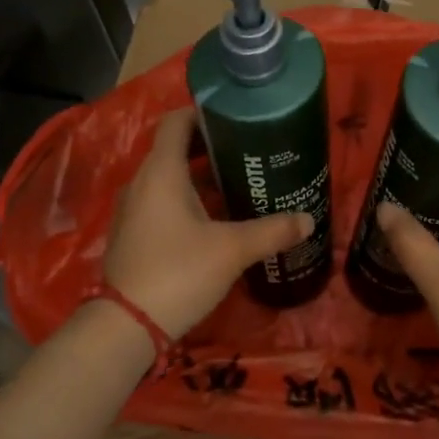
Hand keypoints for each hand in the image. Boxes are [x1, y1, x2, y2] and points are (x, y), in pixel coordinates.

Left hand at [105, 111, 312, 337]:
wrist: (129, 324)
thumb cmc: (179, 272)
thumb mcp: (232, 250)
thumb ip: (272, 231)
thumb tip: (309, 220)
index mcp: (161, 172)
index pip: (176, 122)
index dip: (204, 113)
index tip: (235, 117)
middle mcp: (143, 183)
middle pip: (175, 149)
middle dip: (211, 147)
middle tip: (249, 151)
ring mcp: (135, 209)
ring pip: (170, 178)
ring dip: (201, 176)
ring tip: (240, 181)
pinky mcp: (134, 234)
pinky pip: (163, 202)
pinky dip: (188, 199)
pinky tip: (217, 217)